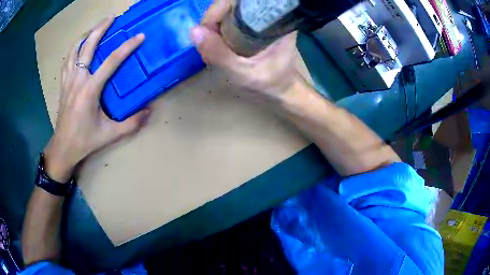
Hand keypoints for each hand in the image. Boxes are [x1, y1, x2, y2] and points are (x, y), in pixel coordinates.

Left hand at [44, 16, 149, 181]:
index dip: (127, 47)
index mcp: (90, 90)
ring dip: (86, 35)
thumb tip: (149, 112)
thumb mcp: (109, 135)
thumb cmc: (84, 140)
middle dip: (101, 29)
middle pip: (88, 46)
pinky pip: (68, 59)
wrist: (63, 147)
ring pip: (75, 49)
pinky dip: (74, 48)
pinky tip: (80, 45)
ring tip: (96, 27)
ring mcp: (68, 80)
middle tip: (112, 18)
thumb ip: (130, 124)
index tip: (139, 36)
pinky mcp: (63, 83)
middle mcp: (78, 79)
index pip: (111, 62)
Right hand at [189, 0, 300, 101]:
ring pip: (225, 14)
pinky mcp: (250, 28)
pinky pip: (226, 23)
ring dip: (211, 32)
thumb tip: (194, 31)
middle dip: (212, 24)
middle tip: (208, 49)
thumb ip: (219, 53)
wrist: (283, 91)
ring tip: (211, 54)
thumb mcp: (244, 73)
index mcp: (273, 20)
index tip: (207, 31)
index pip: (238, 1)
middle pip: (229, 6)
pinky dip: (216, 36)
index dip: (217, 10)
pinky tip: (216, 52)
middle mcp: (265, 15)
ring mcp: (256, 21)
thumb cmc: (270, 84)